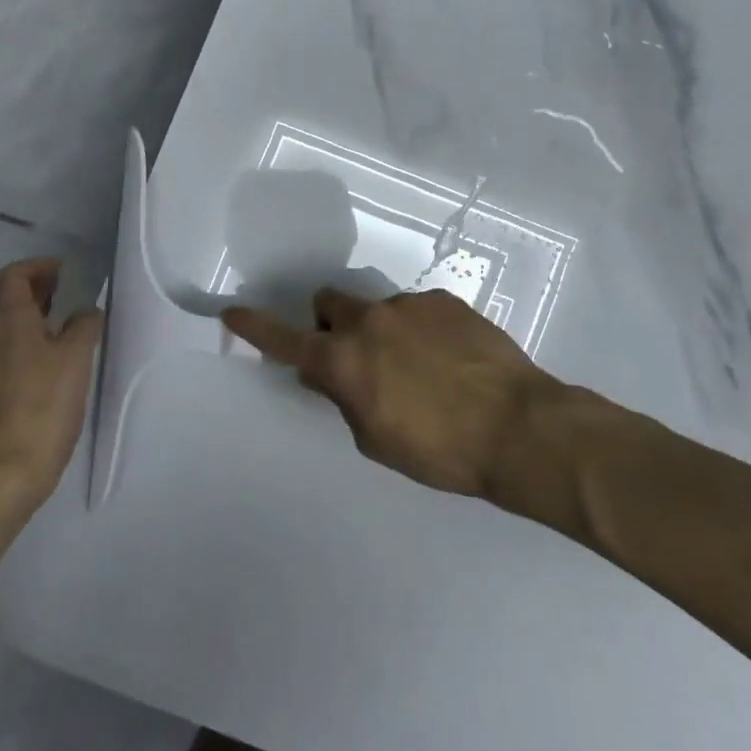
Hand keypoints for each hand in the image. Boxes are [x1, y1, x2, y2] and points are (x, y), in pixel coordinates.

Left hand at [0, 258, 103, 508]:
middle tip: (74, 308)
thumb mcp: (76, 360)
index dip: (39, 267)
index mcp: (9, 325)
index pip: (13, 277)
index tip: (66, 274)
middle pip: (12, 308)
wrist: (0, 477)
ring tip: (69, 350)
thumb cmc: (42, 408)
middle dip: (43, 301)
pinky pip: (6, 369)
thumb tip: (85, 312)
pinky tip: (50, 386)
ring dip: (36, 334)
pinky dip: (28, 362)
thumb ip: (83, 326)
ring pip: (9, 341)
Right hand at [222, 288, 564, 498]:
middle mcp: (369, 322)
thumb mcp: (376, 438)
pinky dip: (420, 330)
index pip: (285, 340)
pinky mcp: (444, 300)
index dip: (255, 327)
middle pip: (329, 303)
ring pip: (378, 310)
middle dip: (331, 324)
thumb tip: (331, 376)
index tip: (233, 311)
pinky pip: (417, 310)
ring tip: (422, 368)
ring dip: (383, 332)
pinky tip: (451, 359)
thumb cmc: (438, 450)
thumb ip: (345, 399)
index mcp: (343, 360)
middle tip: (356, 356)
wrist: (517, 427)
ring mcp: (408, 305)